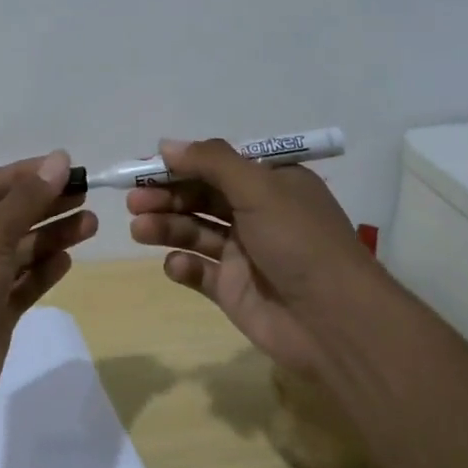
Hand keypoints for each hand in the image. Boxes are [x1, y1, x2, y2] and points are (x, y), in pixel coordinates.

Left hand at [0, 151, 97, 423]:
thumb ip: (26, 199)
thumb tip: (59, 159)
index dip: (26, 174)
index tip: (66, 167)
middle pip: (6, 217)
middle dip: (45, 205)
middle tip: (85, 194)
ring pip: (18, 251)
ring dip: (51, 236)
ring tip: (90, 224)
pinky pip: (22, 284)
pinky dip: (43, 271)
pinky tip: (68, 259)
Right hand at [126, 138, 372, 378]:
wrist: (334, 322)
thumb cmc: (299, 241)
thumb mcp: (259, 188)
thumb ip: (211, 162)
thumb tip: (167, 144)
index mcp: (271, 184)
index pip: (217, 166)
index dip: (181, 165)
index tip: (145, 168)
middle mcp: (256, 214)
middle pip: (200, 198)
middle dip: (166, 196)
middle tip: (134, 200)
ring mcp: (243, 254)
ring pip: (194, 232)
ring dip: (166, 226)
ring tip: (139, 229)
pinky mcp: (233, 290)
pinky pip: (198, 271)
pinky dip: (183, 266)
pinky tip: (177, 265)